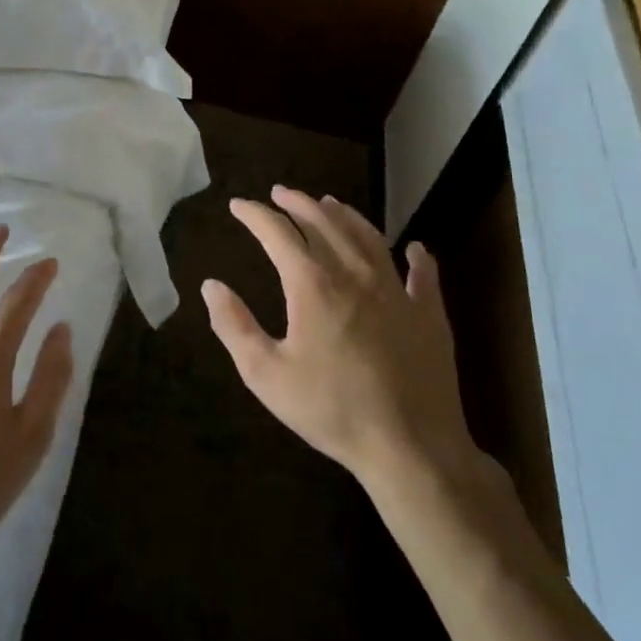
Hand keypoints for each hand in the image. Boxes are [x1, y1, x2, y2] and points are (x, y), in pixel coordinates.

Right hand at [203, 186, 477, 489]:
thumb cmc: (330, 410)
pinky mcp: (429, 314)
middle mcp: (354, 274)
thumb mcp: (265, 374)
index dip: (255, 215)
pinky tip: (414, 248)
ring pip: (369, 237)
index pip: (278, 233)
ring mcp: (397, 291)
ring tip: (330, 203)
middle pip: (324, 223)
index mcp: (313, 285)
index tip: (238, 205)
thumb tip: (212, 285)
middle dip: (298, 203)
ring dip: (345, 215)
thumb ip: (234, 326)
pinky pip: (423, 274)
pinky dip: (416, 256)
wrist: (410, 447)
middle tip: (280, 193)